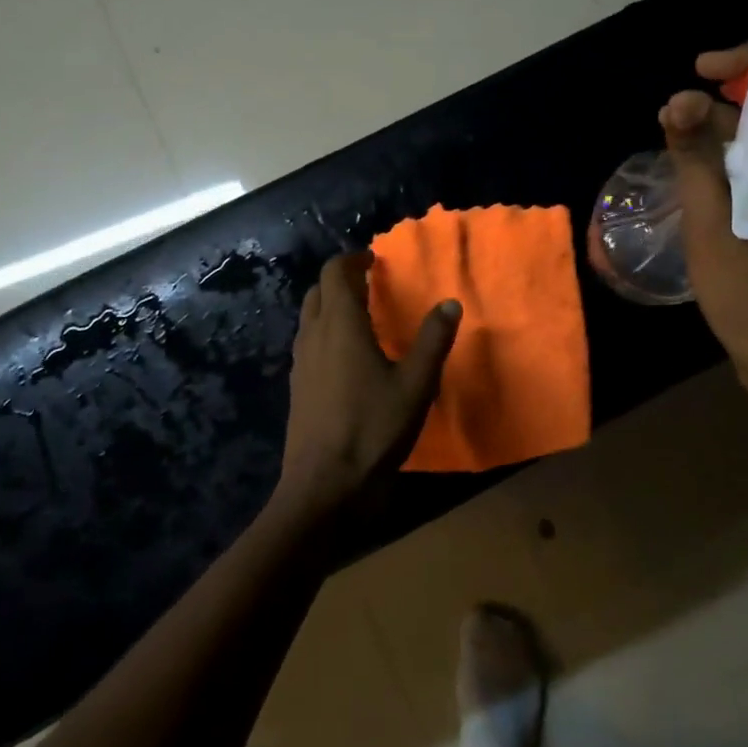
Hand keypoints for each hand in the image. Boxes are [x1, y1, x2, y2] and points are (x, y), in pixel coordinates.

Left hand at [277, 252, 461, 525]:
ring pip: (309, 317)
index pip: (335, 273)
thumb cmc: (374, 430)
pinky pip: (308, 343)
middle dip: (340, 280)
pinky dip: (325, 333)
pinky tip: (348, 357)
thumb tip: (449, 303)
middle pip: (317, 291)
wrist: (325, 487)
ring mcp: (301, 363)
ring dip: (330, 306)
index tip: (374, 260)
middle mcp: (314, 336)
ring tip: (362, 316)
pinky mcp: (298, 387)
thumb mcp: (416, 385)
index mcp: (341, 325)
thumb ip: (433, 341)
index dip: (353, 260)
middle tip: (370, 284)